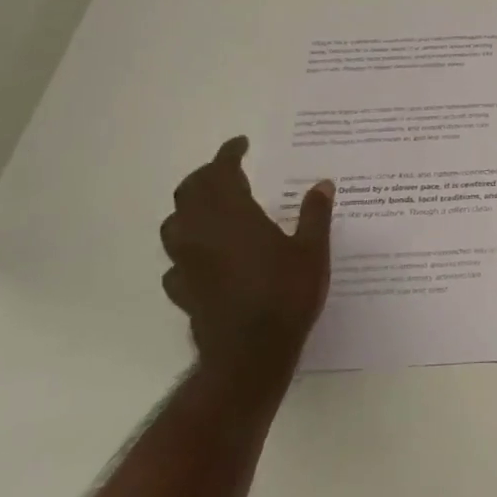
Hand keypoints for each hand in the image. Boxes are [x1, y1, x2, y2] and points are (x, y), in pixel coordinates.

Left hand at [159, 137, 333, 383]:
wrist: (250, 353)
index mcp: (233, 216)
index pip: (220, 172)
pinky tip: (204, 256)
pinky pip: (176, 260)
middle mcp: (202, 232)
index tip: (241, 144)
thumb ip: (314, 214)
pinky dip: (188, 248)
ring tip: (211, 207)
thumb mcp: (312, 250)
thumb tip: (322, 184)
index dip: (228, 154)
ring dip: (190, 208)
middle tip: (228, 170)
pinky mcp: (182, 290)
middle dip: (206, 175)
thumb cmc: (286, 294)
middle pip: (189, 192)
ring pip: (174, 223)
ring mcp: (186, 263)